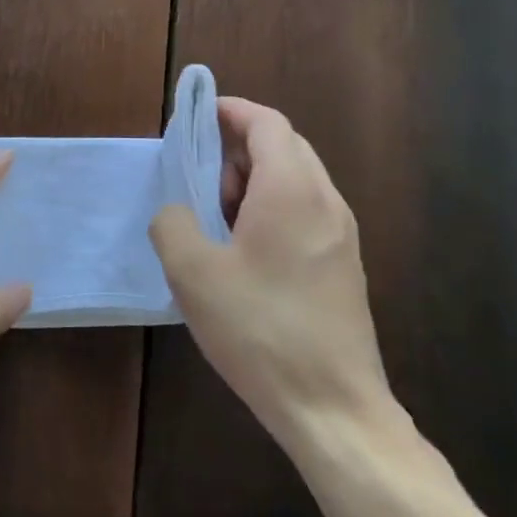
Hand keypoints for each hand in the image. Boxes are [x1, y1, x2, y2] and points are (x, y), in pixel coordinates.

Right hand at [150, 98, 391, 447]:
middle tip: (199, 176)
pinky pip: (306, 212)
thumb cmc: (259, 329)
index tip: (196, 117)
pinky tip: (243, 250)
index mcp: (292, 190)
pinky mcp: (343, 265)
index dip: (230, 111)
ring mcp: (341, 234)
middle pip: (285, 146)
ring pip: (297, 180)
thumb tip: (178, 211)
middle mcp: (325, 201)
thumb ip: (173, 223)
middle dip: (238, 148)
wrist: (331, 405)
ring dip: (255, 181)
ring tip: (216, 216)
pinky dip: (272, 208)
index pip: (267, 123)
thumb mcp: (192, 272)